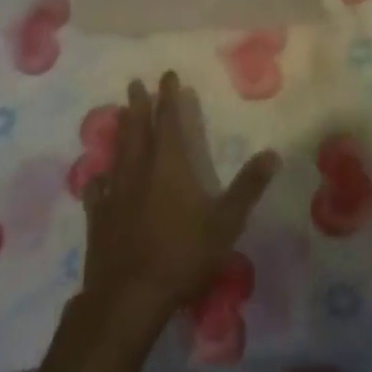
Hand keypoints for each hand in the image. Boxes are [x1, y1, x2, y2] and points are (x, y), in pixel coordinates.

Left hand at [79, 72, 279, 332]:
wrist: (129, 296)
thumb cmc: (182, 255)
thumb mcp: (225, 222)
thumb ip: (248, 187)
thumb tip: (272, 154)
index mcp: (170, 165)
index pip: (169, 121)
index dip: (169, 97)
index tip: (167, 75)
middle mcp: (139, 170)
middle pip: (138, 129)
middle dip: (139, 104)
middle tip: (135, 83)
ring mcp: (115, 193)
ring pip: (118, 152)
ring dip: (121, 131)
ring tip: (119, 114)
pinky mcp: (98, 218)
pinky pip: (98, 189)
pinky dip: (100, 177)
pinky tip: (99, 177)